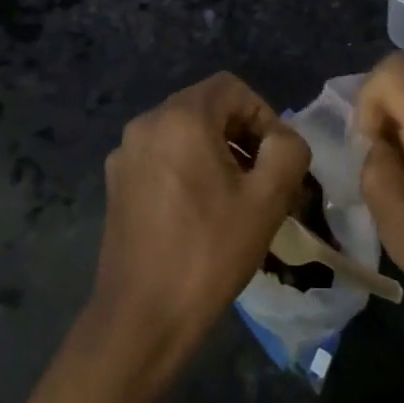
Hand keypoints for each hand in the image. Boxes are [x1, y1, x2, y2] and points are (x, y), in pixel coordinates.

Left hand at [92, 73, 310, 376]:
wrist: (142, 314)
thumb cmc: (209, 251)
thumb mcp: (267, 199)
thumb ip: (288, 151)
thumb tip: (281, 140)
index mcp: (180, 117)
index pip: (231, 88)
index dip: (263, 114)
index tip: (277, 158)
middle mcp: (146, 124)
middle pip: (206, 107)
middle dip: (241, 135)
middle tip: (263, 179)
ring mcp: (125, 154)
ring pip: (183, 133)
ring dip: (216, 153)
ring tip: (236, 198)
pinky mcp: (116, 183)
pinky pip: (162, 157)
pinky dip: (188, 168)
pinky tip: (201, 213)